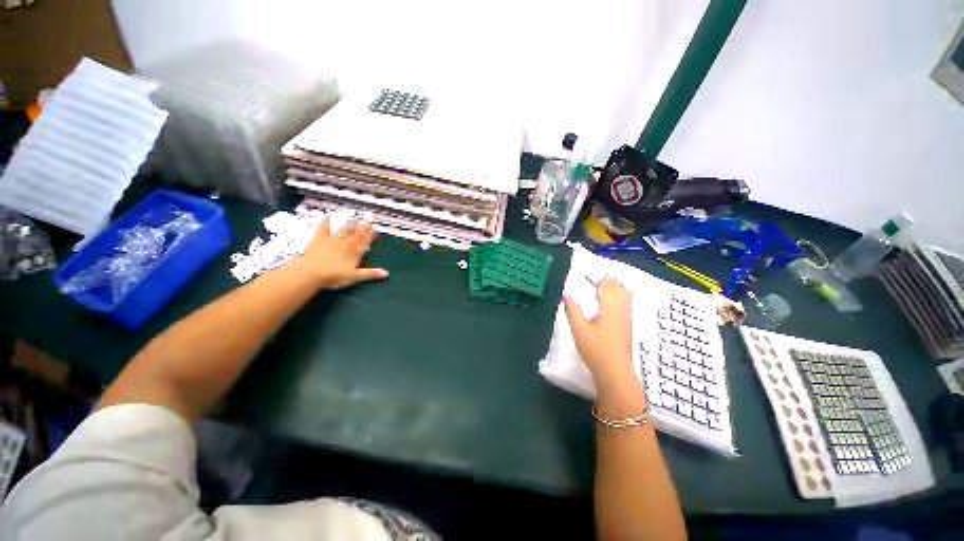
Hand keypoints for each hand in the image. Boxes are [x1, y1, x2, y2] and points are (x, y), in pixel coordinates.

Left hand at [294, 218, 388, 289]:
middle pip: (356, 234)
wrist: (312, 273)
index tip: (375, 231)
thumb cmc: (335, 275)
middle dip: (363, 227)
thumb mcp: (355, 276)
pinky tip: (329, 217)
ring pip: (344, 230)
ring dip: (350, 224)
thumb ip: (370, 273)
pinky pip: (324, 228)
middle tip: (368, 220)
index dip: (371, 235)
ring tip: (355, 219)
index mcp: (355, 251)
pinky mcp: (320, 239)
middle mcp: (346, 243)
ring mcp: (333, 240)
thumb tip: (386, 273)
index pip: (365, 241)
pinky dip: (327, 223)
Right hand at [563, 278, 636, 393]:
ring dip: (615, 286)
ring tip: (602, 285)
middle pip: (618, 287)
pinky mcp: (628, 324)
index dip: (597, 278)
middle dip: (607, 279)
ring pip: (625, 294)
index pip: (606, 285)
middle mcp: (621, 309)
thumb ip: (572, 310)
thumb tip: (566, 294)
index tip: (585, 274)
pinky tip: (610, 301)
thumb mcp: (579, 329)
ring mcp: (627, 317)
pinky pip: (626, 302)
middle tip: (594, 277)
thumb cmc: (595, 349)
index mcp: (609, 307)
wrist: (614, 371)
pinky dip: (619, 295)